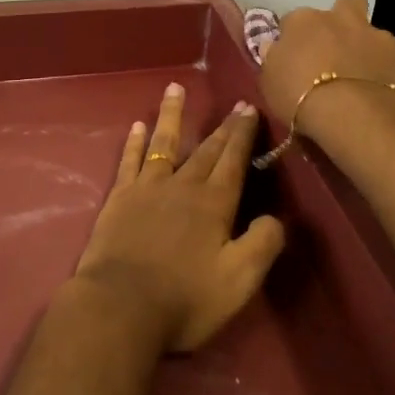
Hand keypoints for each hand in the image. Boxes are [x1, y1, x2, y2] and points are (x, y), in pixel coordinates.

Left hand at [73, 84, 286, 353]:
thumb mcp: (239, 281)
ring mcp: (147, 188)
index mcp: (214, 204)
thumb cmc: (185, 299)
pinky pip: (130, 161)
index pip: (233, 161)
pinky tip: (137, 126)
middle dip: (222, 127)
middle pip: (206, 150)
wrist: (121, 307)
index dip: (243, 136)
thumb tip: (275, 218)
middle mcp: (182, 186)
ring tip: (175, 87)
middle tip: (234, 103)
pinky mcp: (119, 198)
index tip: (250, 109)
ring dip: (172, 114)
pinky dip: (135, 142)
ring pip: (164, 142)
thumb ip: (262, 245)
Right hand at [259, 0, 394, 147]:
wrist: (355, 116)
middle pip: (346, 2)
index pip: (293, 20)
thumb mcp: (269, 81)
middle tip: (336, 48)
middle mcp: (341, 19)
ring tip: (361, 78)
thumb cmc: (300, 97)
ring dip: (367, 48)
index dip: (294, 37)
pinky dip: (387, 74)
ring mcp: (376, 36)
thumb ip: (274, 59)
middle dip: (343, 18)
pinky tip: (380, 95)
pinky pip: (393, 63)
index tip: (294, 57)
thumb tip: (276, 48)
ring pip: (373, 32)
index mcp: (304, 20)